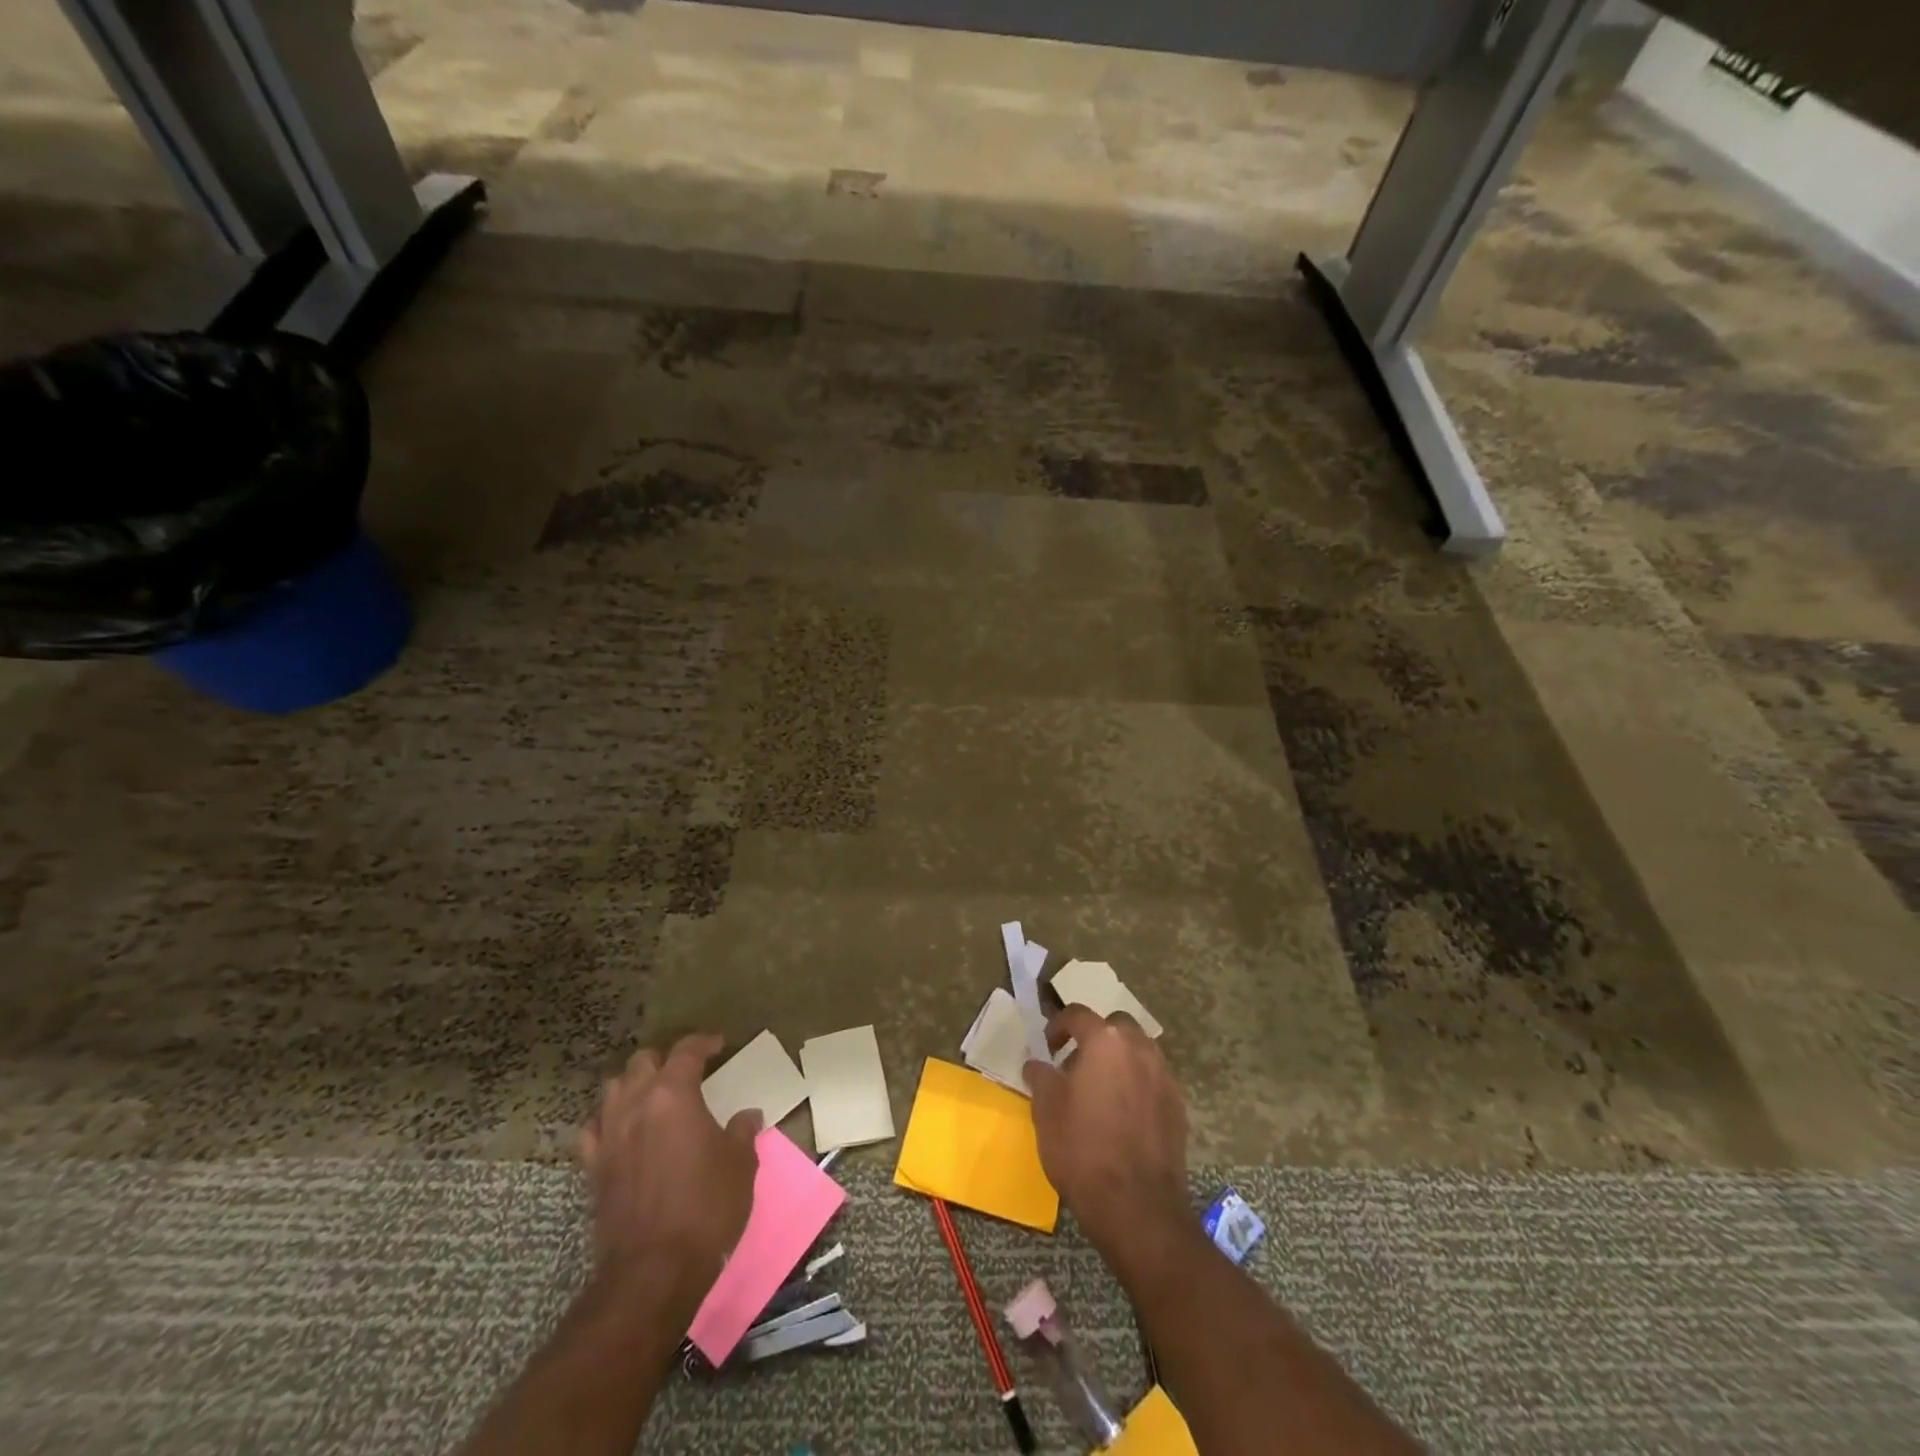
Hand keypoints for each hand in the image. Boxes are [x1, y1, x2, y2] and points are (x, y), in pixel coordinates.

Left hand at [578, 1035, 760, 1315]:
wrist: (654, 1270)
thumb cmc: (706, 1206)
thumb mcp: (740, 1164)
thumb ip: (742, 1132)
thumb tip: (748, 1116)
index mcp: (673, 1094)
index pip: (686, 1050)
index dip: (704, 1042)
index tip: (719, 1045)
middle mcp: (636, 1104)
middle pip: (642, 1062)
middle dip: (664, 1060)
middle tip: (686, 1071)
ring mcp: (609, 1136)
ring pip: (614, 1089)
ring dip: (634, 1085)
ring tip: (653, 1095)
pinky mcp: (593, 1169)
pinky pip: (593, 1129)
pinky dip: (608, 1121)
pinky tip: (622, 1131)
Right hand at [1023, 1006, 1190, 1255]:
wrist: (1138, 1207)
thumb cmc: (1083, 1151)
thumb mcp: (1046, 1112)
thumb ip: (1041, 1078)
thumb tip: (1037, 1064)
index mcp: (1105, 1042)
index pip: (1077, 1015)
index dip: (1058, 1026)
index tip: (1048, 1047)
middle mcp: (1139, 1048)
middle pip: (1115, 1027)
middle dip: (1095, 1038)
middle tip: (1076, 1065)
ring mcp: (1164, 1076)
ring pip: (1139, 1051)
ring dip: (1119, 1059)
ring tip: (1101, 1090)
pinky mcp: (1178, 1106)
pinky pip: (1153, 1079)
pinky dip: (1137, 1084)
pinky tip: (1123, 1114)